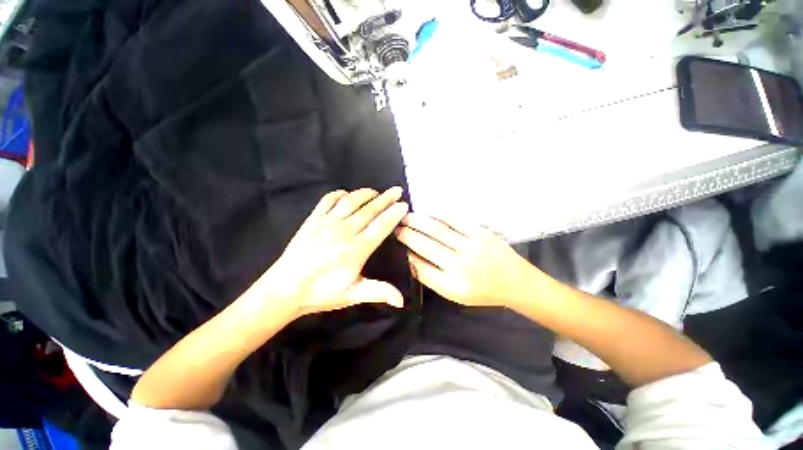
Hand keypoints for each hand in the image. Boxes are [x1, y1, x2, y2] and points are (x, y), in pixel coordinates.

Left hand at [269, 187, 408, 317]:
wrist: (284, 288)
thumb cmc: (320, 293)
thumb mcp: (352, 295)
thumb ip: (378, 292)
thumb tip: (401, 301)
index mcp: (356, 249)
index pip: (381, 226)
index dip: (393, 214)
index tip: (403, 205)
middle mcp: (344, 231)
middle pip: (370, 210)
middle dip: (386, 199)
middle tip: (397, 190)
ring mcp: (327, 222)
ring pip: (352, 201)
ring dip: (366, 194)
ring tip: (377, 191)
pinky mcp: (313, 219)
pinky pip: (328, 200)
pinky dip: (340, 194)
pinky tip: (347, 194)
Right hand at [394, 213, 536, 307]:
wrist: (516, 283)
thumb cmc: (484, 292)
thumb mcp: (456, 295)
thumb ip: (433, 279)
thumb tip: (412, 259)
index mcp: (452, 286)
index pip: (420, 268)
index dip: (406, 255)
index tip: (397, 246)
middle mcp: (459, 266)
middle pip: (425, 246)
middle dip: (407, 235)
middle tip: (395, 226)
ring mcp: (471, 247)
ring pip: (437, 230)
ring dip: (418, 221)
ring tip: (405, 216)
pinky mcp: (480, 233)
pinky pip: (455, 221)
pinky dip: (438, 215)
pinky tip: (427, 212)